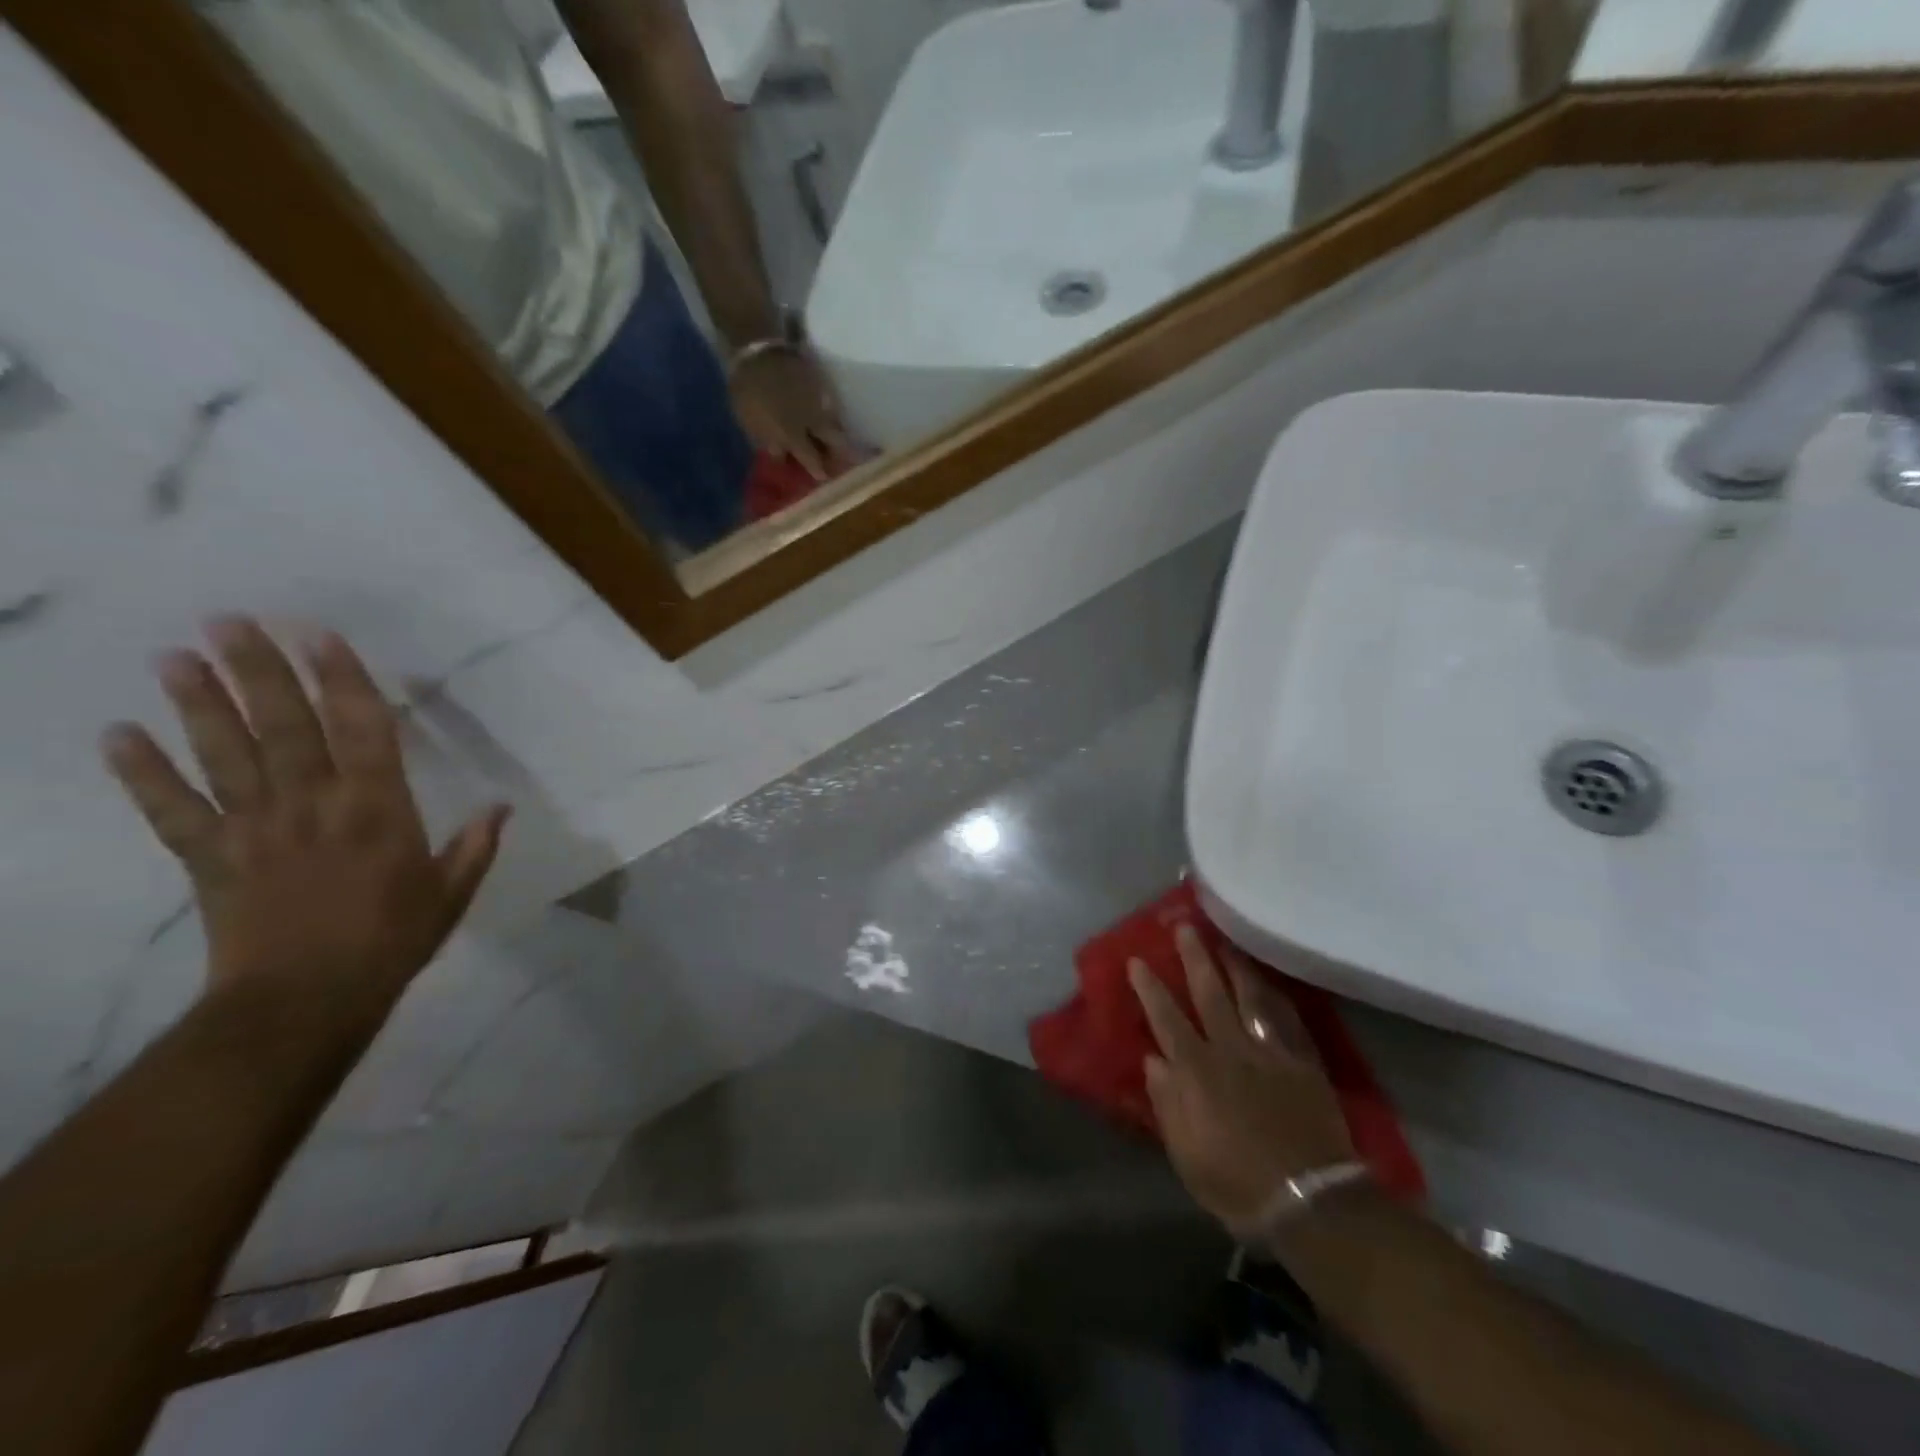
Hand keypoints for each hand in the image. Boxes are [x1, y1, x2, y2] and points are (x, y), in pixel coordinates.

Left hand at [102, 619, 506, 1015]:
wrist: (305, 1001)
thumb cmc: (392, 941)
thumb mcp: (451, 893)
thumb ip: (474, 845)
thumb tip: (502, 806)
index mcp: (377, 808)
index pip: (360, 729)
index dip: (341, 679)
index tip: (319, 636)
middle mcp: (313, 803)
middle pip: (283, 726)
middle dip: (257, 671)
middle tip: (227, 620)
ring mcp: (255, 828)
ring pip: (224, 754)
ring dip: (198, 704)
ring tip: (174, 657)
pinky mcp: (209, 857)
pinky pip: (171, 809)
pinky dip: (142, 773)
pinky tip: (117, 735)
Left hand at [729, 348, 857, 481]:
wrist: (756, 347)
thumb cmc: (748, 390)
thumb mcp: (751, 422)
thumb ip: (770, 442)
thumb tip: (783, 456)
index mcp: (794, 432)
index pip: (813, 459)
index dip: (819, 470)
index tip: (824, 478)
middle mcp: (814, 419)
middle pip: (837, 441)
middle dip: (840, 453)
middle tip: (841, 461)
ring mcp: (821, 400)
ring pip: (837, 423)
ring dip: (838, 434)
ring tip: (838, 441)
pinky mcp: (822, 383)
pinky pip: (832, 405)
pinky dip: (832, 414)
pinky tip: (828, 417)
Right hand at [1130, 925, 1354, 1234]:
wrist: (1308, 1202)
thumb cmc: (1236, 1183)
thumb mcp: (1185, 1152)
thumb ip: (1166, 1102)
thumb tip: (1152, 1059)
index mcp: (1196, 1071)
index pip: (1166, 1019)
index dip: (1150, 988)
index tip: (1137, 960)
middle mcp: (1230, 1050)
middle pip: (1209, 994)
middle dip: (1194, 959)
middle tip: (1184, 927)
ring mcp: (1269, 1053)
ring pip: (1249, 997)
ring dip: (1235, 966)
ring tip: (1226, 940)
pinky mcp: (1302, 1062)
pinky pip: (1287, 1020)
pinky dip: (1277, 997)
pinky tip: (1270, 982)